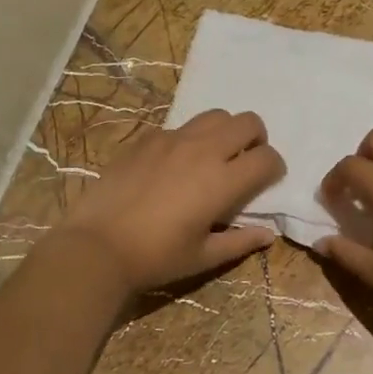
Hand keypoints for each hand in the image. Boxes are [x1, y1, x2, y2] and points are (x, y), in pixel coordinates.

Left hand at [60, 110, 285, 292]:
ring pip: (215, 115)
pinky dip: (190, 139)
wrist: (97, 246)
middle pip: (248, 122)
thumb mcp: (203, 257)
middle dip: (257, 139)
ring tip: (214, 156)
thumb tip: (268, 235)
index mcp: (222, 181)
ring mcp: (172, 140)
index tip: (269, 180)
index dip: (275, 168)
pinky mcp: (146, 139)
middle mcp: (203, 150)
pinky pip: (180, 127)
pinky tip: (175, 164)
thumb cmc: (155, 257)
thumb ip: (240, 241)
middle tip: (245, 162)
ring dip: (225, 131)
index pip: (266, 158)